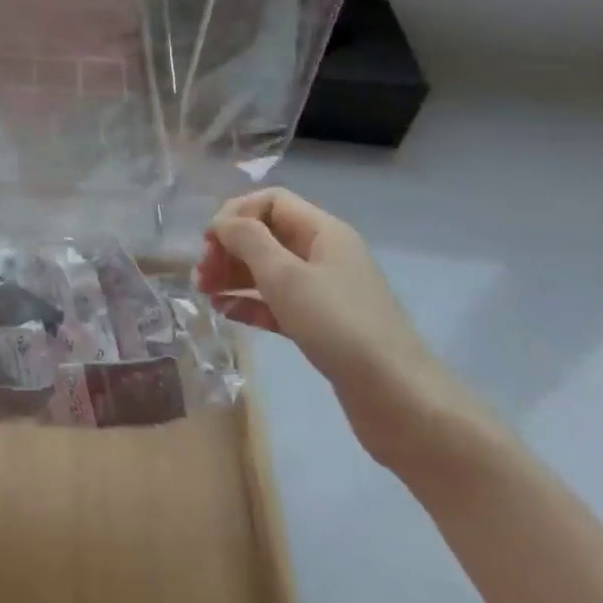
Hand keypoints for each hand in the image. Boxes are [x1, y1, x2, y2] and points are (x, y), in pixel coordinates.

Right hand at [199, 188, 477, 470]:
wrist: (400, 401)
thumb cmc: (339, 326)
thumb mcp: (286, 276)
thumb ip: (248, 240)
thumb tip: (222, 222)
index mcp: (323, 232)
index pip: (271, 201)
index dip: (236, 213)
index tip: (209, 241)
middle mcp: (325, 255)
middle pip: (268, 235)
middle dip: (230, 247)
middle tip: (201, 273)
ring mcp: (325, 292)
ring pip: (269, 270)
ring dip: (234, 275)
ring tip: (204, 292)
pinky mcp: (322, 327)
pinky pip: (278, 303)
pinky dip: (250, 304)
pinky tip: (225, 313)